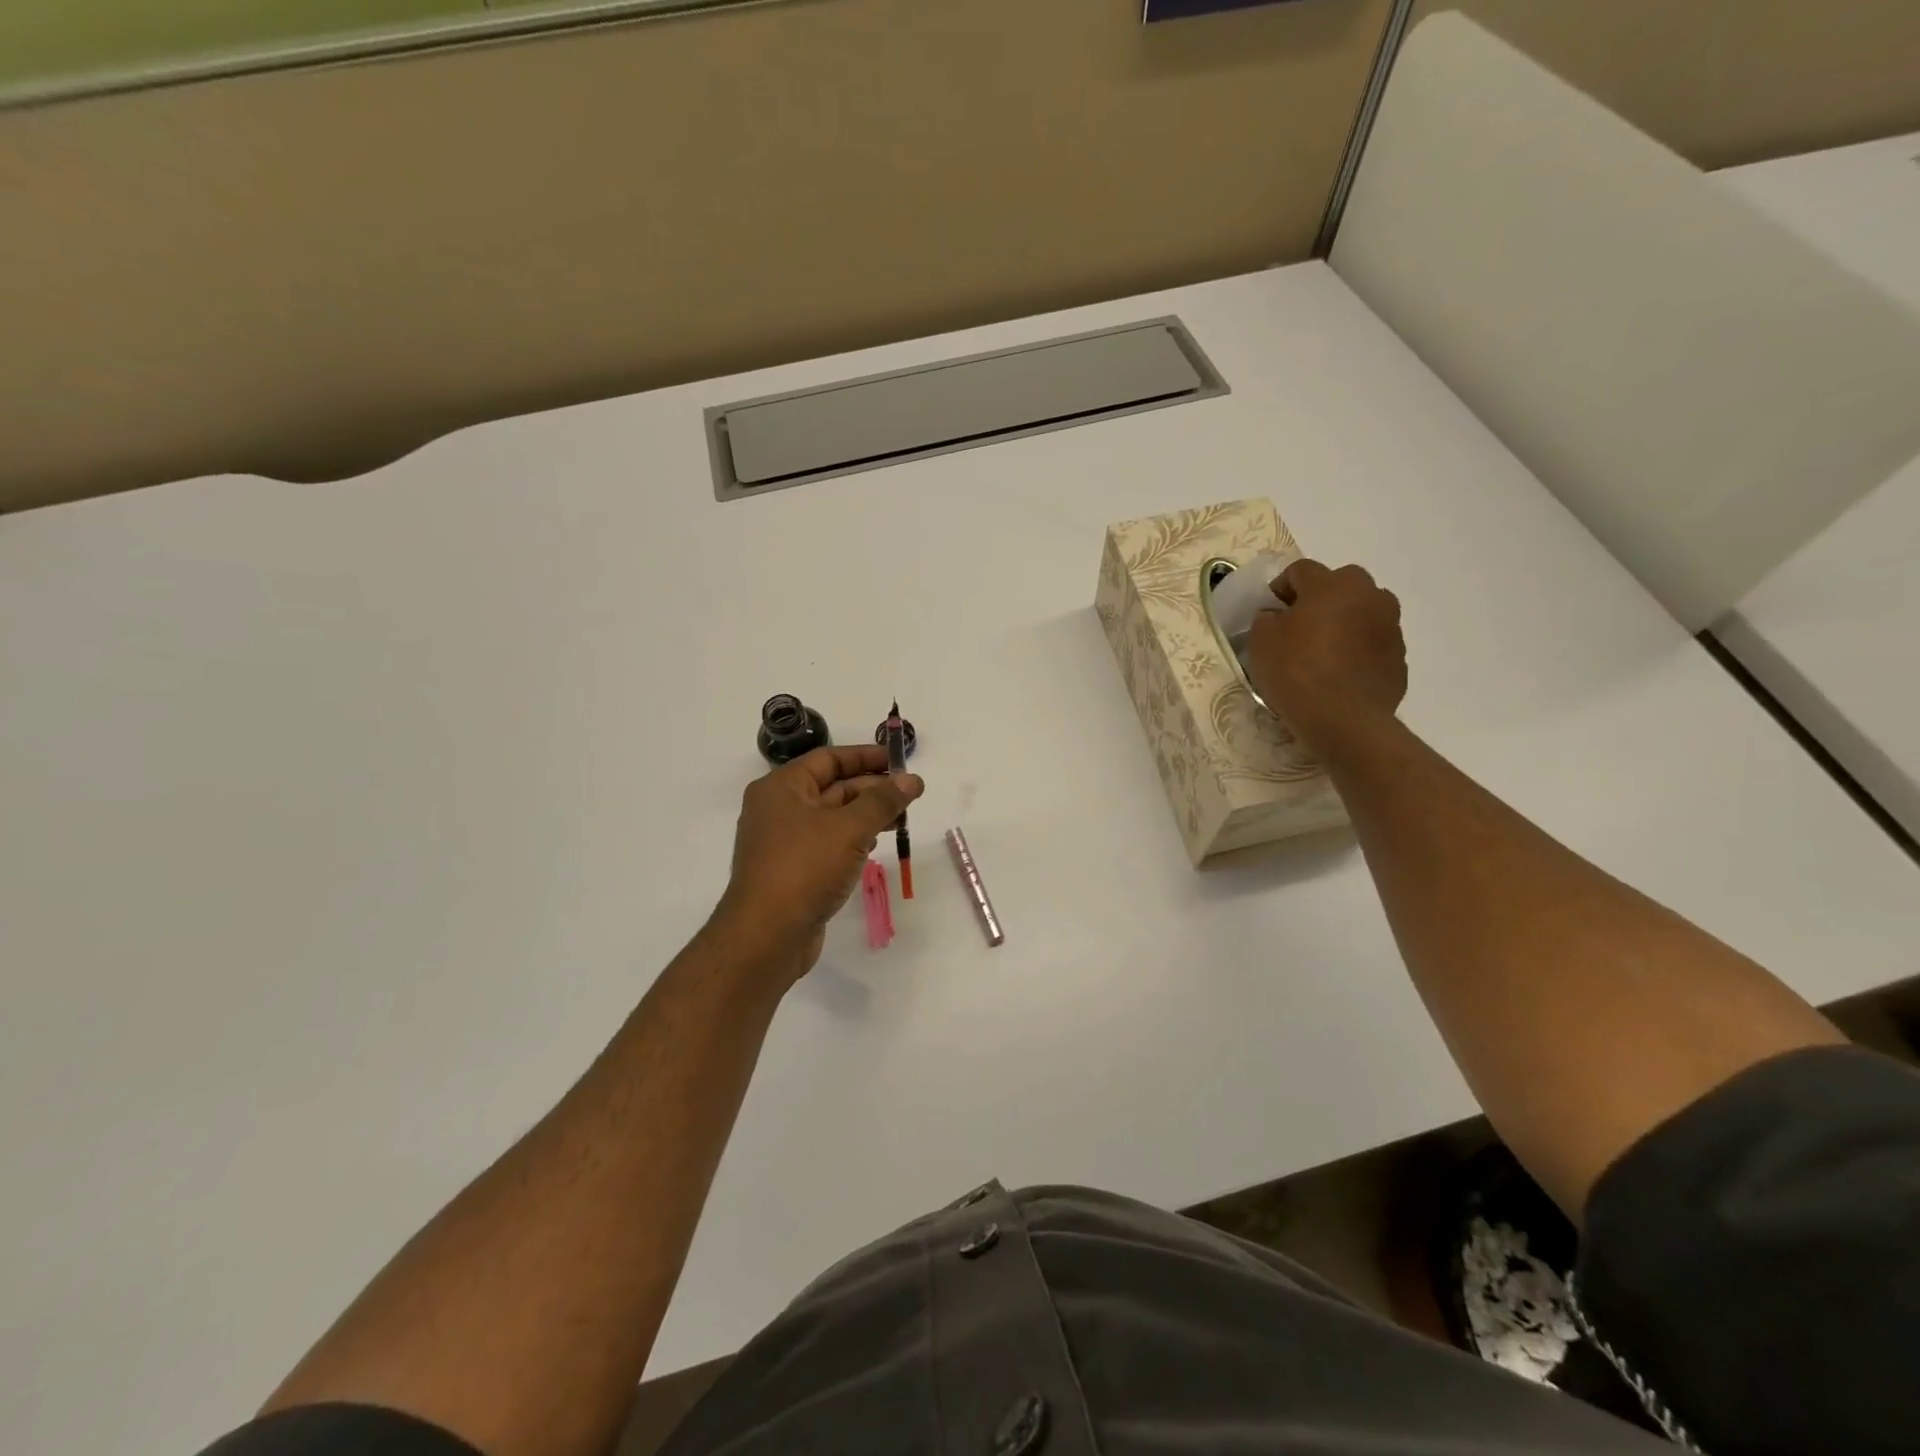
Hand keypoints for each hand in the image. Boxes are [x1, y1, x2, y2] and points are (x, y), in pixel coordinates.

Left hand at [714, 745, 923, 983]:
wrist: (767, 936)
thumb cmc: (805, 868)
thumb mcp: (849, 828)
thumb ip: (883, 801)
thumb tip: (912, 780)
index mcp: (781, 788)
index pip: (828, 759)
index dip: (865, 756)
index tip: (899, 760)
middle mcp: (778, 809)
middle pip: (832, 787)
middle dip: (872, 788)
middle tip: (910, 794)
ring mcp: (784, 842)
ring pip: (832, 817)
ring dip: (867, 815)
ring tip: (901, 819)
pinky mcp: (792, 870)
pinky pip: (827, 843)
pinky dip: (853, 839)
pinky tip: (876, 843)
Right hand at [1247, 559, 1406, 760]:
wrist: (1343, 720)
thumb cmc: (1296, 672)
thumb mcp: (1261, 641)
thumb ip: (1267, 619)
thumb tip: (1277, 616)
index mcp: (1332, 584)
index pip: (1300, 570)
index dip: (1280, 588)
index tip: (1268, 612)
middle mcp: (1369, 596)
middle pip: (1340, 584)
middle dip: (1319, 599)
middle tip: (1298, 626)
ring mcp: (1390, 627)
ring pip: (1362, 612)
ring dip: (1344, 622)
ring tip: (1322, 651)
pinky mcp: (1399, 657)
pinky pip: (1372, 643)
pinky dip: (1357, 650)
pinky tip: (1339, 674)